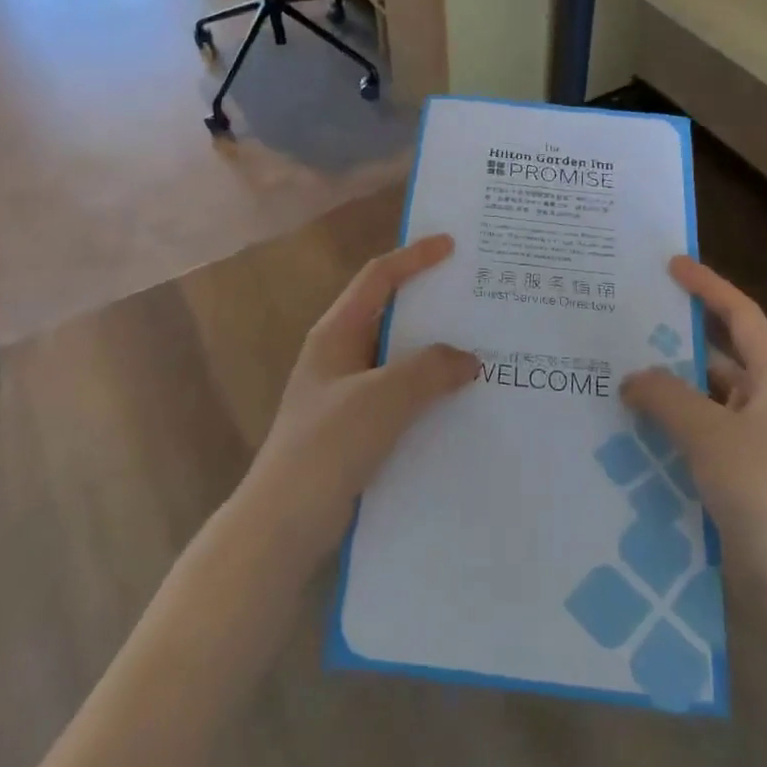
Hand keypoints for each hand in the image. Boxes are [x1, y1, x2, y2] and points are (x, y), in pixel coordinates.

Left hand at [235, 234, 476, 562]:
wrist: (283, 521)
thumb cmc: (327, 446)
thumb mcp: (382, 398)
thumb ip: (429, 370)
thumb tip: (468, 358)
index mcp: (336, 333)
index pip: (378, 278)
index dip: (414, 257)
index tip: (452, 245)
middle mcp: (341, 355)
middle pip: (391, 314)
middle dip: (432, 304)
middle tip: (478, 298)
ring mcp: (347, 393)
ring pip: (399, 358)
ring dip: (435, 352)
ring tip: (482, 348)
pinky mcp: (357, 427)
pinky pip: (401, 395)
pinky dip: (429, 390)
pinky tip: (461, 403)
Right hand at [621, 257, 766, 584]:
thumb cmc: (762, 493)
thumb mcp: (709, 434)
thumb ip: (666, 396)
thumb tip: (632, 377)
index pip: (741, 317)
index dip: (708, 287)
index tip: (671, 265)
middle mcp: (765, 405)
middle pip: (716, 357)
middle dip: (673, 342)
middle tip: (624, 326)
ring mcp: (751, 443)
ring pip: (700, 400)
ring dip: (663, 390)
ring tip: (613, 377)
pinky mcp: (734, 476)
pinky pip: (693, 436)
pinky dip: (665, 428)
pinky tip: (626, 431)